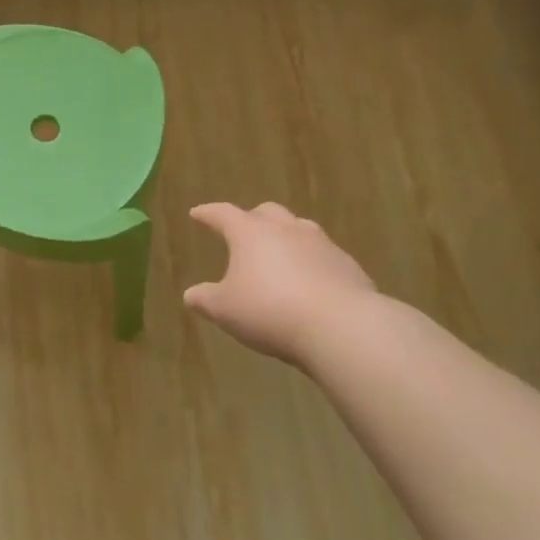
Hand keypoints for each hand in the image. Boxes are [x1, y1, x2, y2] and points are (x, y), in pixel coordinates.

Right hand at [183, 203, 378, 367]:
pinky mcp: (347, 265)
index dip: (208, 213)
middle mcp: (287, 229)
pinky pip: (322, 255)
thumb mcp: (225, 310)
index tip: (197, 213)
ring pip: (299, 229)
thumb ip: (205, 299)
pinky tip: (308, 282)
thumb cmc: (270, 311)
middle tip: (243, 232)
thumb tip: (191, 295)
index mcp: (251, 233)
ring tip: (278, 256)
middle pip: (267, 212)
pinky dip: (310, 262)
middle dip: (252, 218)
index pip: (223, 214)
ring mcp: (322, 244)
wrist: (341, 327)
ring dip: (285, 238)